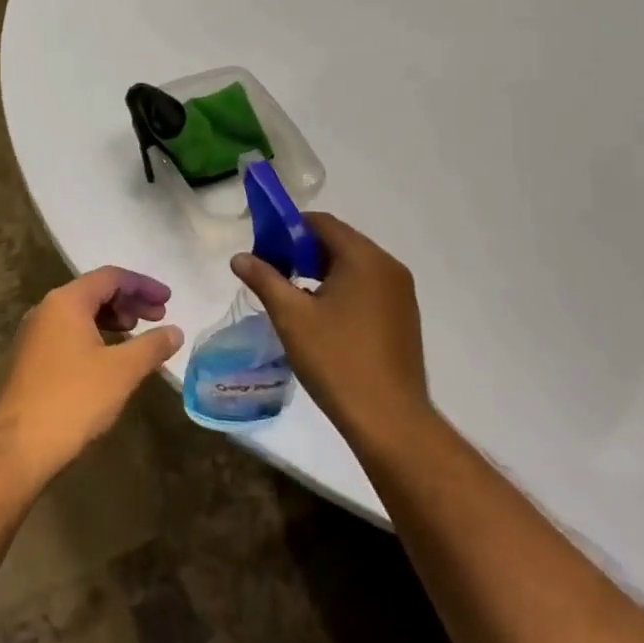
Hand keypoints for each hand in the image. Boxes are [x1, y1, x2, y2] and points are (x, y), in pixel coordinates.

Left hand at [0, 267, 183, 482]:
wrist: (16, 445)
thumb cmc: (73, 398)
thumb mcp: (122, 370)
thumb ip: (152, 346)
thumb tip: (175, 331)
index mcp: (66, 301)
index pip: (110, 277)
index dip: (143, 285)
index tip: (169, 300)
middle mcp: (47, 310)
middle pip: (94, 292)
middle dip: (129, 301)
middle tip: (158, 317)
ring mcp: (35, 335)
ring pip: (80, 314)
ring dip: (112, 319)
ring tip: (137, 336)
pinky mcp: (31, 360)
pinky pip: (69, 334)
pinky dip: (95, 336)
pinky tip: (110, 360)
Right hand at [231, 213, 429, 443]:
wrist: (389, 419)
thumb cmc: (336, 360)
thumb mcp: (291, 317)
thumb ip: (264, 279)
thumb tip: (239, 257)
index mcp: (364, 258)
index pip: (322, 223)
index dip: (288, 228)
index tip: (264, 248)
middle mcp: (388, 267)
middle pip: (339, 241)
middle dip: (303, 251)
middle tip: (273, 272)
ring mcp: (401, 293)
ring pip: (354, 265)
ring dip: (322, 271)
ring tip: (293, 295)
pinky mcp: (404, 316)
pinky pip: (368, 286)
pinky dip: (343, 289)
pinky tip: (322, 316)